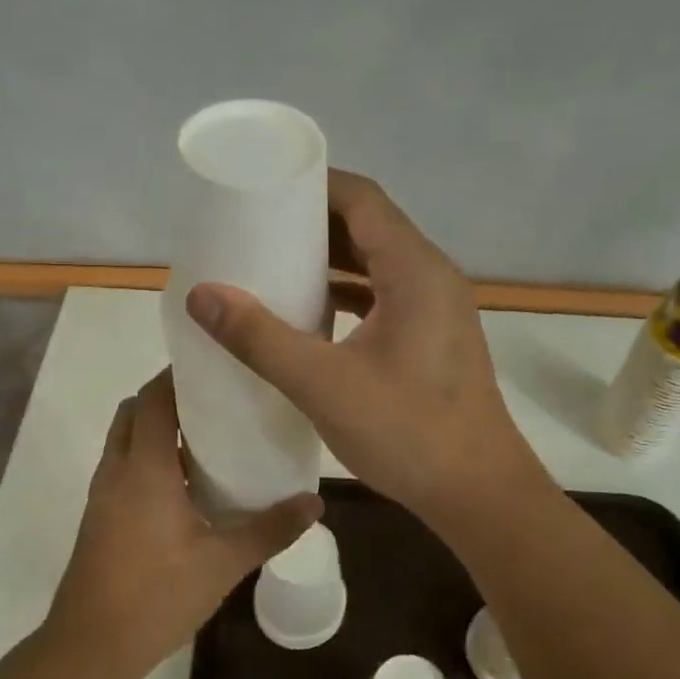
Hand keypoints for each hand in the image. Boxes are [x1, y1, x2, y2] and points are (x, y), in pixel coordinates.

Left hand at [44, 370, 321, 675]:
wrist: (90, 648)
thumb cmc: (156, 597)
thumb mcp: (223, 564)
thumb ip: (270, 529)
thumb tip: (315, 502)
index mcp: (145, 469)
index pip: (155, 398)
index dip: (179, 375)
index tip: (216, 367)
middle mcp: (117, 470)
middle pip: (135, 411)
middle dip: (168, 397)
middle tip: (216, 402)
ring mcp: (103, 494)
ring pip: (125, 439)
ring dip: (157, 428)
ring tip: (207, 438)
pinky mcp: (99, 517)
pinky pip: (123, 466)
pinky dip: (148, 456)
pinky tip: (186, 484)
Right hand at [184, 171, 546, 524]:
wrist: (478, 493)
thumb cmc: (407, 432)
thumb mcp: (323, 384)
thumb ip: (259, 337)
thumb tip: (201, 294)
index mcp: (415, 270)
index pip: (362, 199)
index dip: (313, 185)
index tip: (263, 188)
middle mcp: (432, 277)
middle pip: (370, 227)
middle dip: (314, 222)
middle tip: (256, 227)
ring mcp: (438, 310)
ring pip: (378, 264)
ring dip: (332, 261)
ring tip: (275, 264)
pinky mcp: (434, 340)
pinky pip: (386, 297)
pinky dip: (349, 294)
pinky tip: (313, 314)